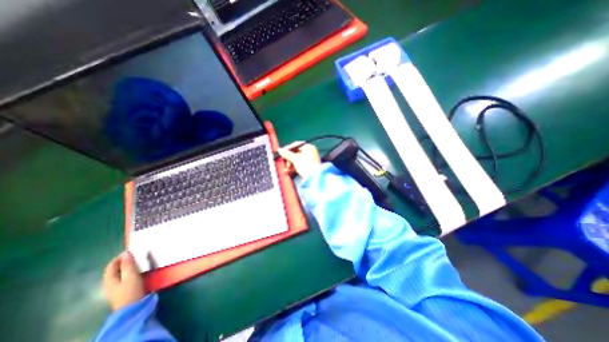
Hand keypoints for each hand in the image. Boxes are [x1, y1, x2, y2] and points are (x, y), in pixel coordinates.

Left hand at [103, 252, 145, 309]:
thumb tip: (126, 252)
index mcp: (109, 279)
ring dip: (129, 266)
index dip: (120, 256)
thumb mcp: (131, 276)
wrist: (133, 308)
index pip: (111, 265)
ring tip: (140, 260)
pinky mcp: (123, 289)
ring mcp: (116, 287)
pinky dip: (131, 271)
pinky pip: (125, 276)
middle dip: (125, 261)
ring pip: (121, 273)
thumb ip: (128, 264)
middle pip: (116, 269)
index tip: (132, 250)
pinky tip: (139, 270)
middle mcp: (110, 283)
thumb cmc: (131, 290)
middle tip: (137, 254)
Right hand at [278, 142, 320, 178]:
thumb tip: (280, 150)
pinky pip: (299, 165)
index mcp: (309, 147)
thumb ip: (287, 154)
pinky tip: (288, 170)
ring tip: (286, 167)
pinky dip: (293, 167)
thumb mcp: (295, 159)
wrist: (314, 178)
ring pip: (296, 160)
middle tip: (283, 161)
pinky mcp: (308, 168)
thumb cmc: (307, 166)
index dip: (288, 148)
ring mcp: (309, 160)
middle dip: (288, 158)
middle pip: (295, 153)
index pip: (296, 145)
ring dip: (290, 163)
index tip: (281, 152)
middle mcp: (310, 152)